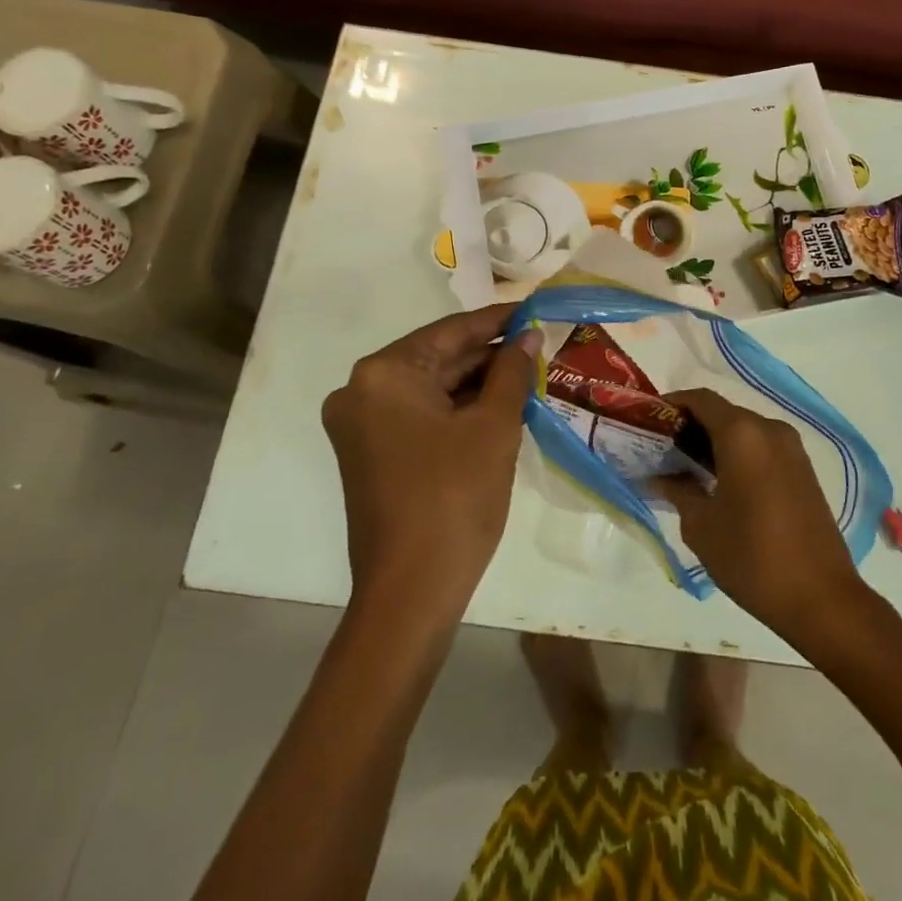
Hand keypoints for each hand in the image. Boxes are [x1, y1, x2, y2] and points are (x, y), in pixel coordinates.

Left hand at [322, 305, 539, 621]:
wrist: (411, 592)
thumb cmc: (455, 497)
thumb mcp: (494, 427)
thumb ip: (512, 372)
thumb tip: (528, 336)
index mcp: (384, 374)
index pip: (451, 331)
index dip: (498, 320)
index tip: (535, 308)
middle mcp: (362, 391)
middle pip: (438, 358)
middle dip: (489, 355)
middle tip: (539, 346)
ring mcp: (362, 425)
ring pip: (431, 388)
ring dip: (477, 383)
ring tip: (528, 374)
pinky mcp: (371, 453)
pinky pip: (420, 414)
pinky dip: (457, 409)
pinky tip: (499, 405)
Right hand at [654, 389, 871, 648]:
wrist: (821, 597)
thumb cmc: (752, 557)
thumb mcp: (701, 526)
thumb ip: (678, 490)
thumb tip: (660, 475)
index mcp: (742, 434)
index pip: (700, 399)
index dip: (671, 405)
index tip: (649, 422)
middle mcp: (769, 430)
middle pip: (723, 412)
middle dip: (691, 425)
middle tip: (661, 449)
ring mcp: (792, 448)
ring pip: (744, 430)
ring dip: (715, 441)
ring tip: (685, 468)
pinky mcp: (803, 469)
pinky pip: (762, 448)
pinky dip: (738, 454)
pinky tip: (719, 482)